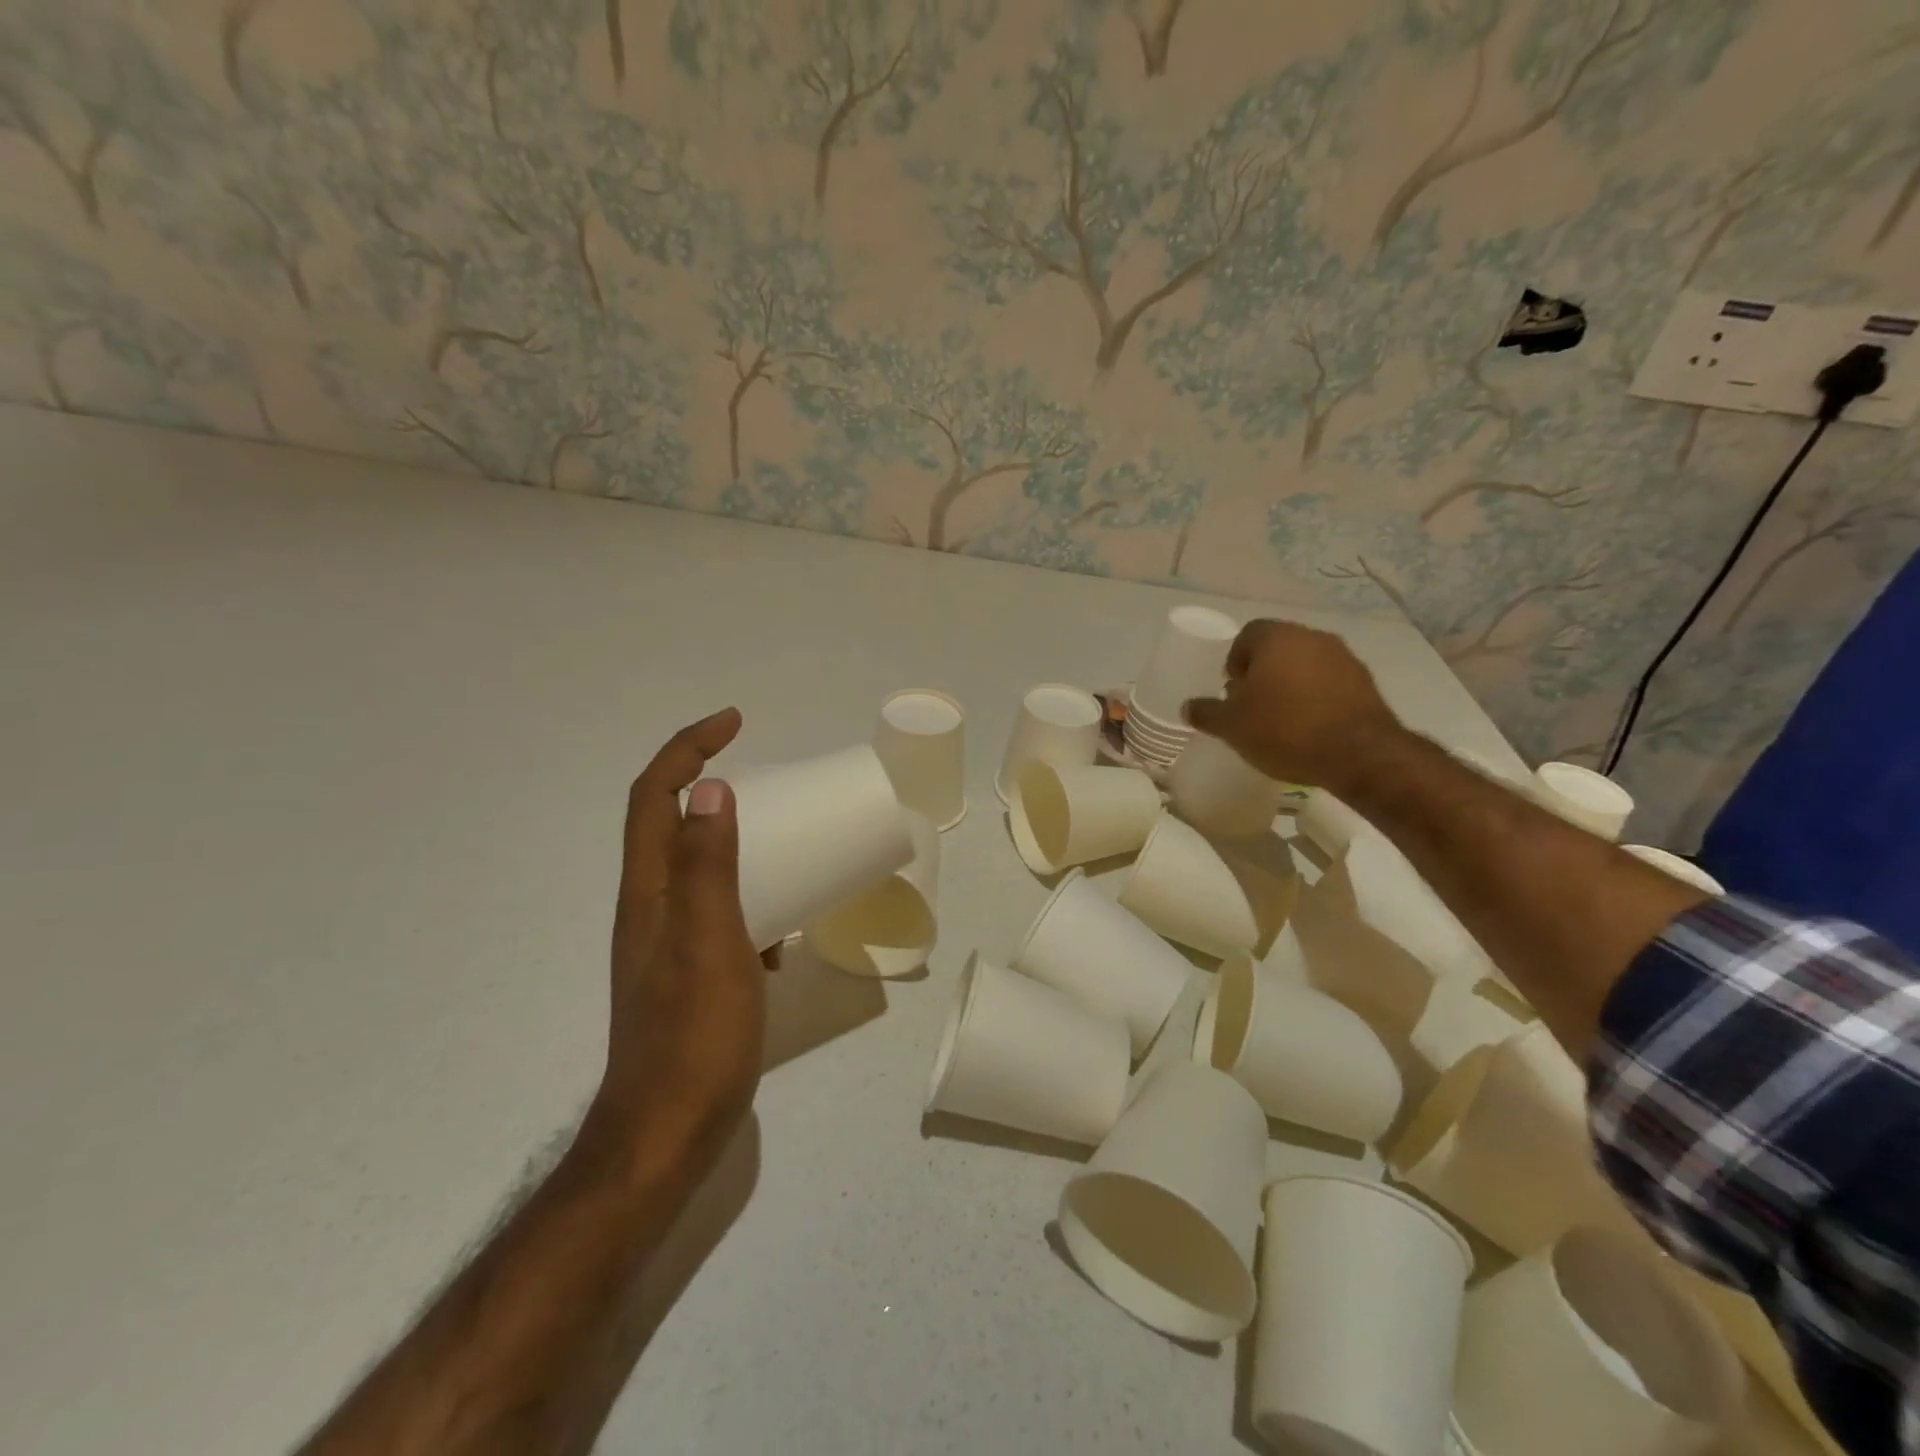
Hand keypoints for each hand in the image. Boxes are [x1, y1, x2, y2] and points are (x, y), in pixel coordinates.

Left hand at [588, 709, 767, 1177]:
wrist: (668, 1134)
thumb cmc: (694, 1037)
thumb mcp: (710, 943)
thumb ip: (708, 867)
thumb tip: (710, 789)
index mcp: (649, 891)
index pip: (654, 796)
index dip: (687, 749)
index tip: (734, 722)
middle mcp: (651, 907)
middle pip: (670, 824)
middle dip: (709, 784)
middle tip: (768, 779)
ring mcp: (669, 943)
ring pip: (699, 868)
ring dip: (735, 841)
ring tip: (785, 841)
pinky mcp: (692, 972)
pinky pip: (720, 912)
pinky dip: (749, 897)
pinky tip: (783, 926)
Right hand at [1183, 620, 1405, 793]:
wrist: (1358, 754)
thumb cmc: (1284, 730)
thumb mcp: (1232, 726)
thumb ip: (1207, 713)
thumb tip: (1188, 707)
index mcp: (1276, 638)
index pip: (1247, 635)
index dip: (1235, 661)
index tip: (1233, 691)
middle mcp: (1312, 637)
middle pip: (1278, 648)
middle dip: (1263, 672)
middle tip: (1253, 706)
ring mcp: (1344, 658)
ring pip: (1306, 664)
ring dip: (1292, 684)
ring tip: (1283, 719)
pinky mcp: (1367, 683)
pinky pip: (1331, 683)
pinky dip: (1317, 697)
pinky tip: (1311, 727)